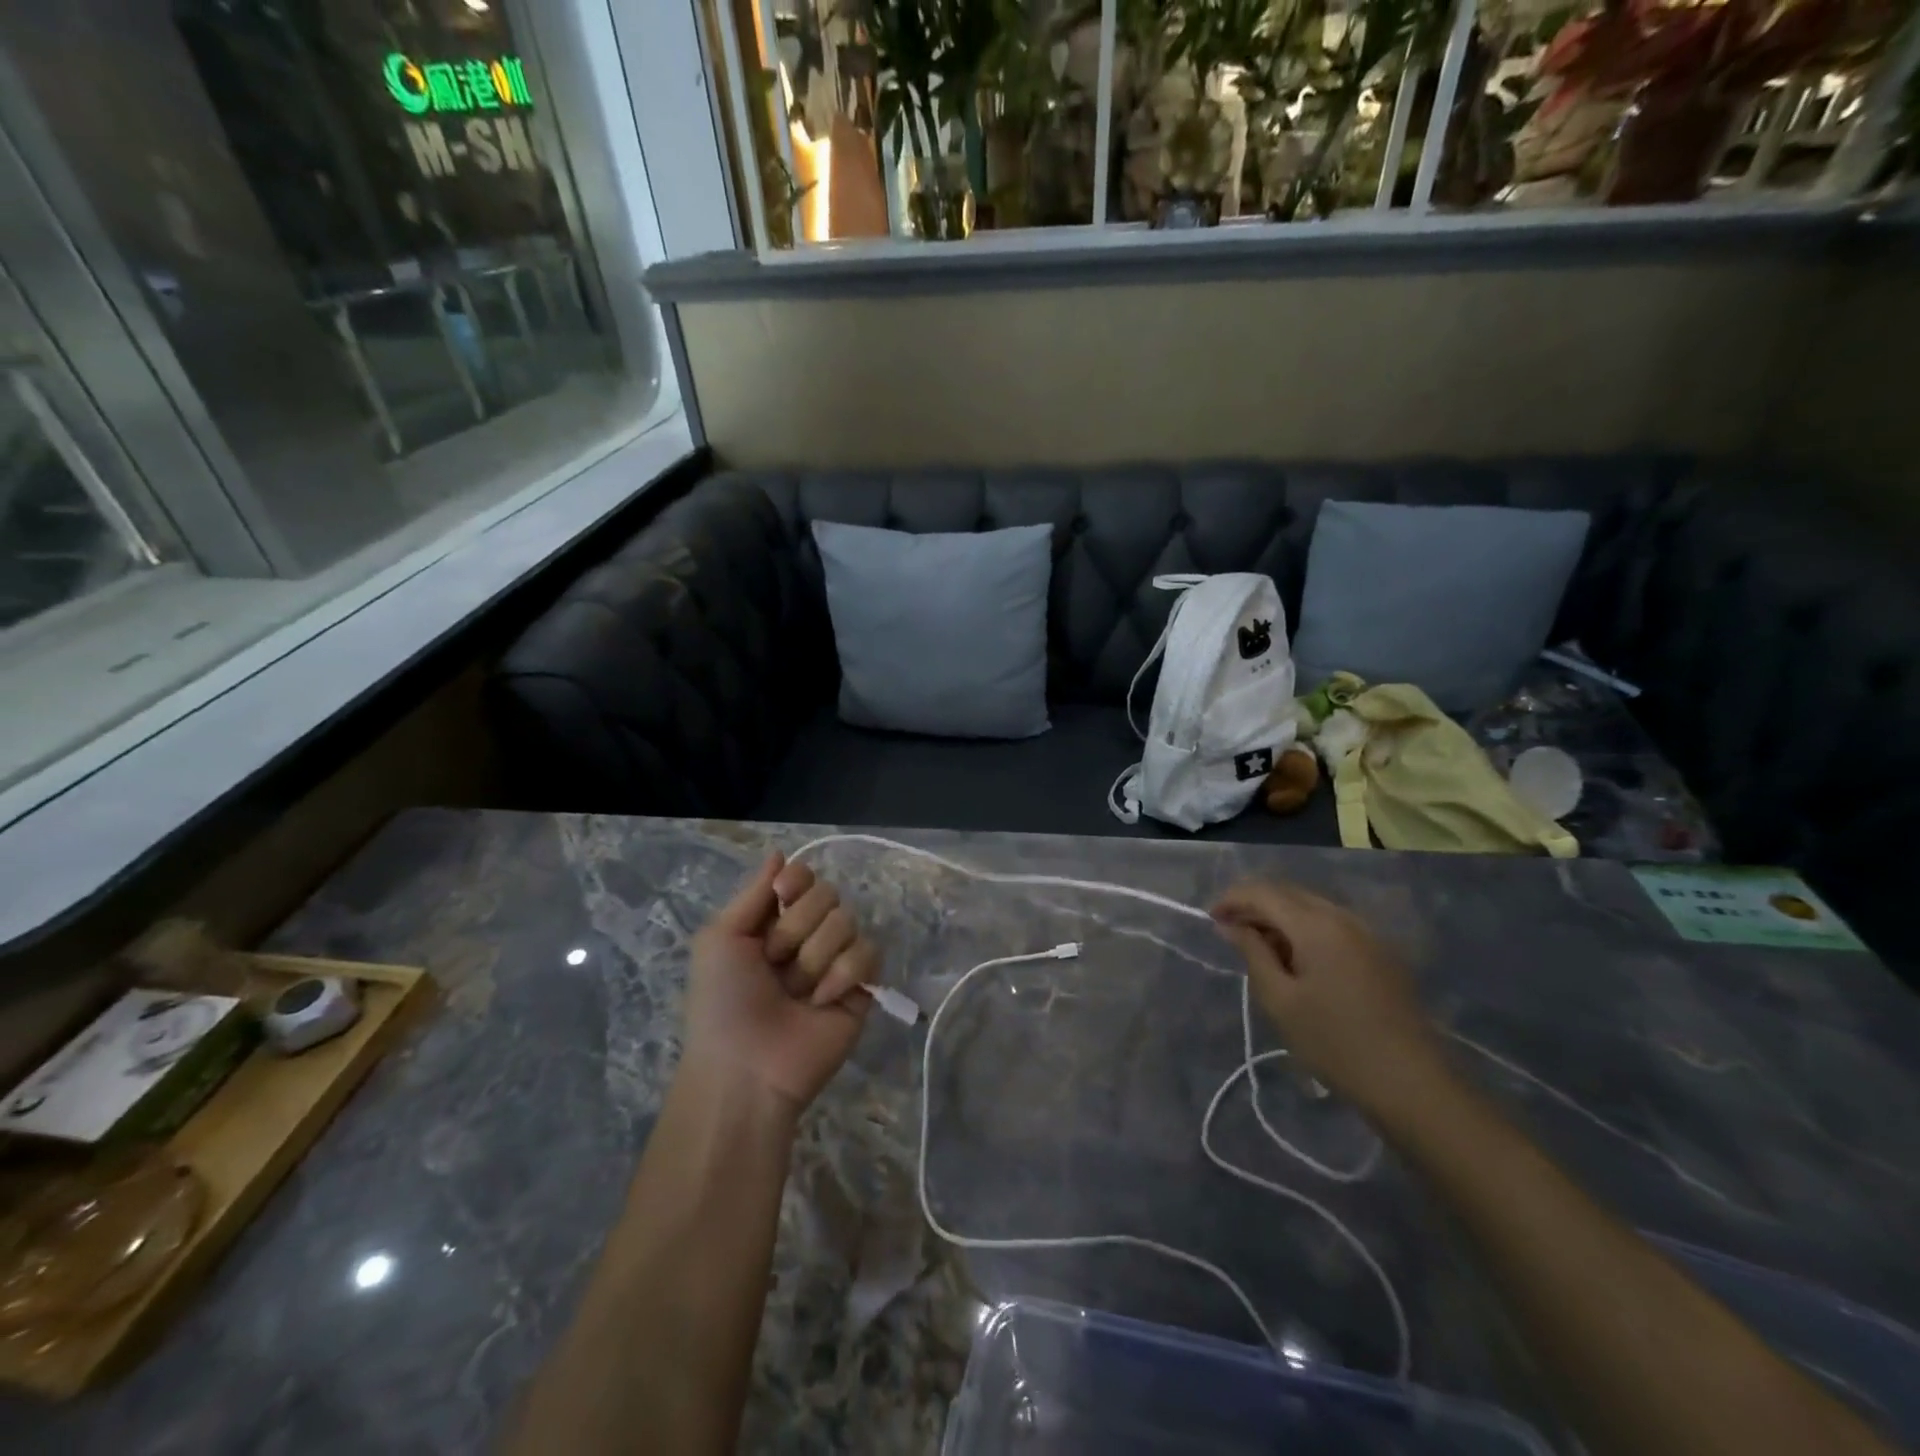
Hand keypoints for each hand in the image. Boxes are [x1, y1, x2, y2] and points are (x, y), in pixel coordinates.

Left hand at [683, 853, 882, 1112]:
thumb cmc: (722, 1002)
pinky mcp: (863, 985)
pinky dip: (842, 975)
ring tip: (796, 992)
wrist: (746, 1067)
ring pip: (847, 921)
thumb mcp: (720, 939)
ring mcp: (837, 960)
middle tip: (775, 963)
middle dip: (797, 928)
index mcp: (773, 922)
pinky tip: (822, 1002)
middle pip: (827, 893)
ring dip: (815, 957)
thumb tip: (779, 853)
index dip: (796, 882)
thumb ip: (753, 892)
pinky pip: (868, 952)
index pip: (802, 876)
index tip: (782, 898)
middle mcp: (807, 936)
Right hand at [1211, 880, 1450, 1121]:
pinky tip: (1296, 959)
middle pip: (1289, 893)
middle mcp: (1344, 917)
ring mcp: (1368, 933)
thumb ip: (1252, 953)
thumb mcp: (1280, 1001)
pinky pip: (1333, 924)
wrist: (1412, 1084)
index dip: (1232, 899)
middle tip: (1230, 931)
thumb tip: (1231, 925)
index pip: (1264, 893)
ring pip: (1312, 907)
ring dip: (1280, 917)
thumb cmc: (1335, 1044)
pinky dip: (1305, 929)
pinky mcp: (1381, 953)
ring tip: (1259, 946)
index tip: (1210, 917)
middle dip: (1255, 904)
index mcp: (1316, 925)